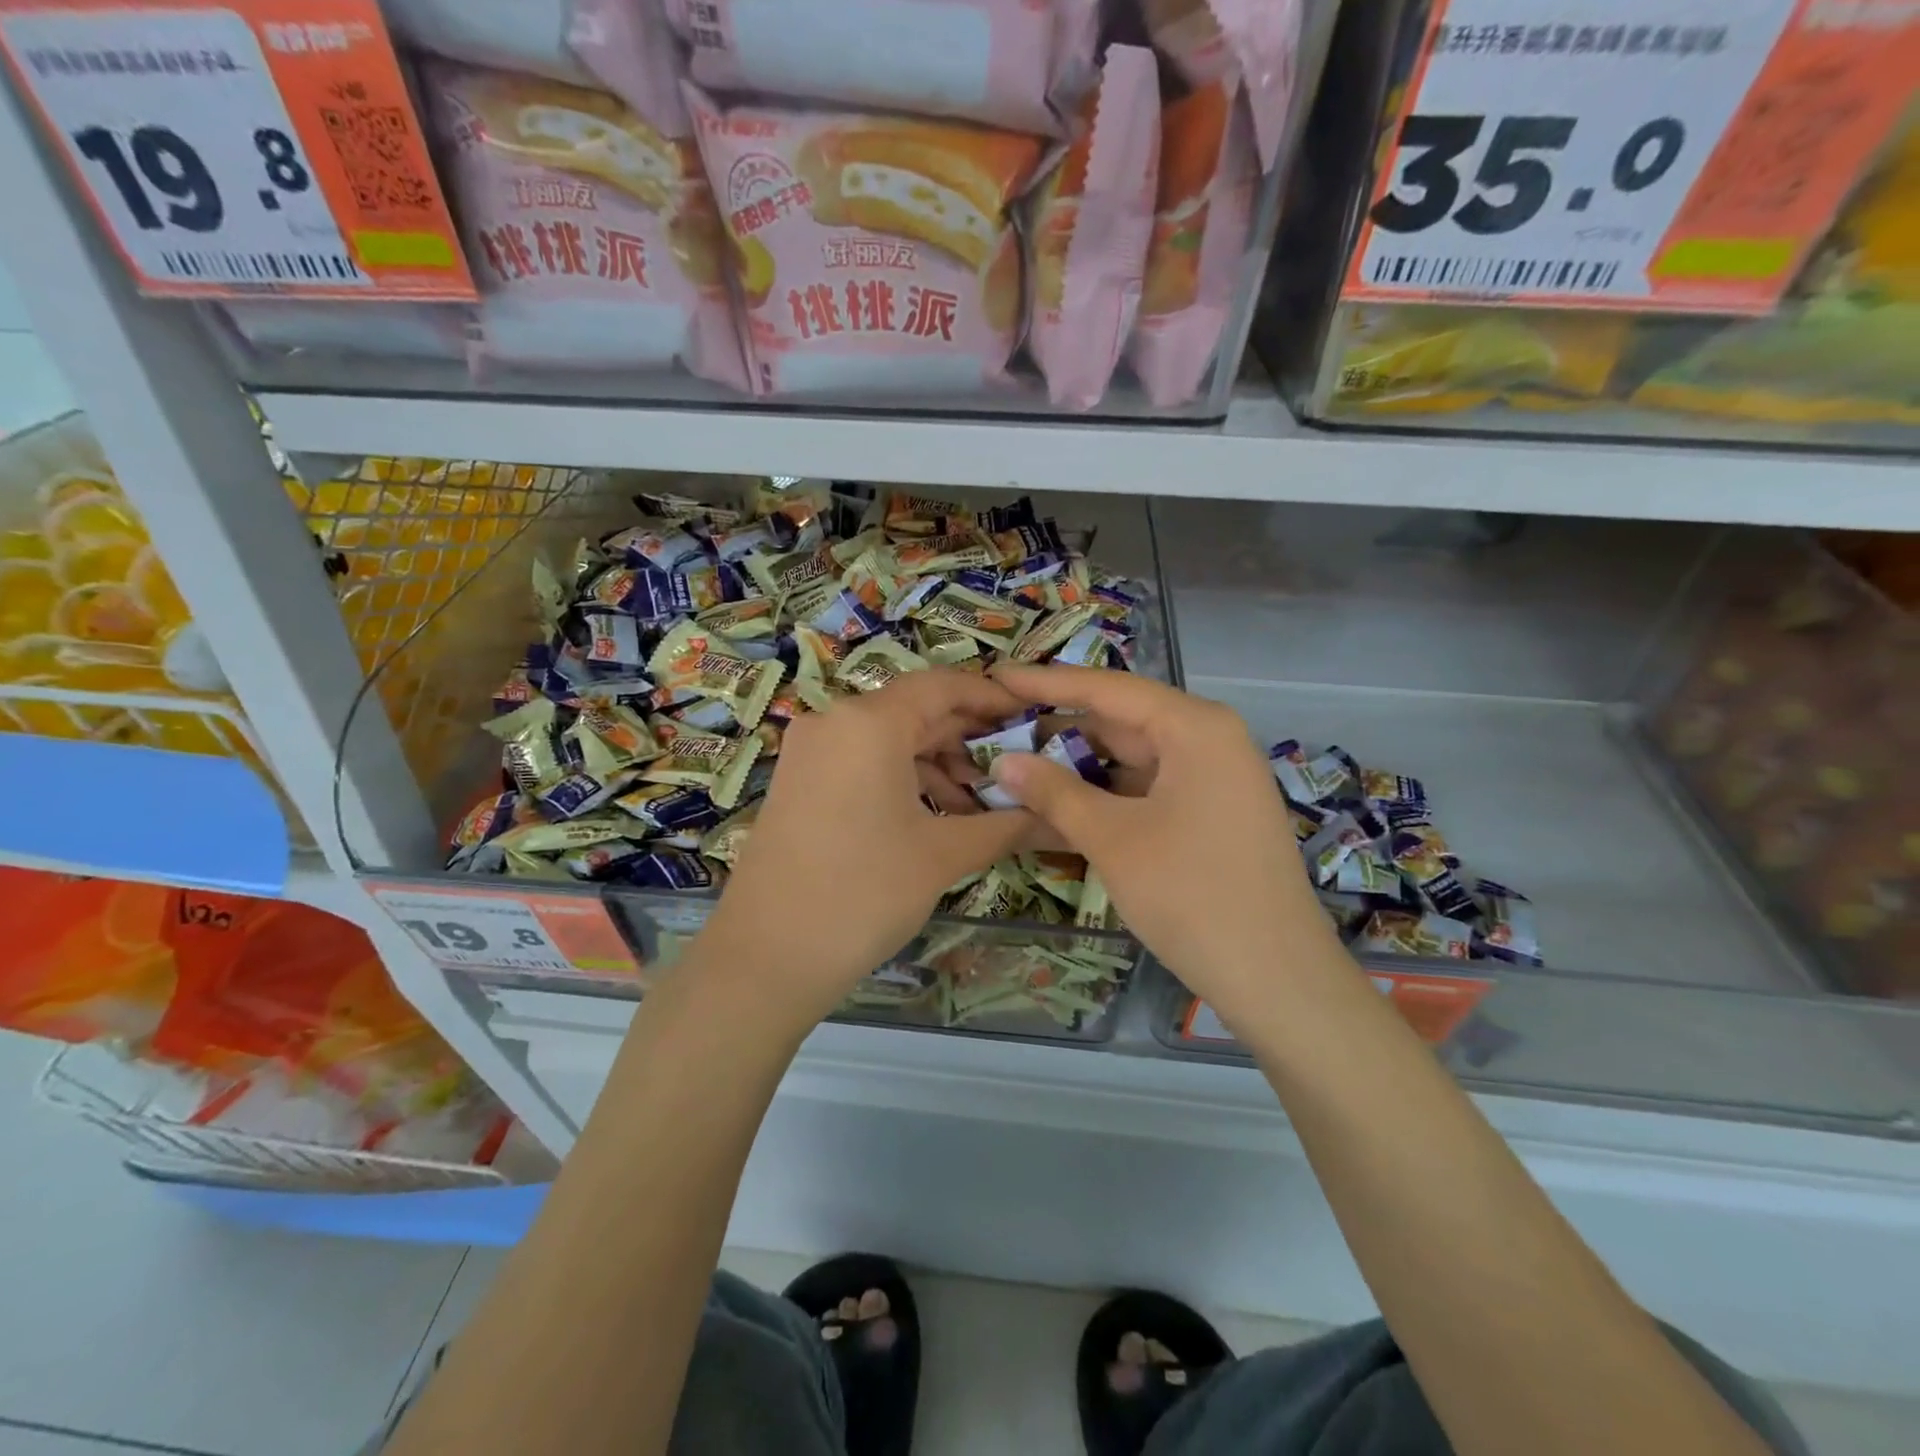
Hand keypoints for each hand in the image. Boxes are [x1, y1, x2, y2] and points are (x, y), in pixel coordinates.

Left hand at [695, 669, 1037, 1027]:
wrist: (766, 958)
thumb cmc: (864, 893)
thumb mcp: (943, 855)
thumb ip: (1007, 825)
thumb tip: (1060, 817)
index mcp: (869, 722)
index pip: (944, 686)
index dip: (992, 698)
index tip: (1032, 716)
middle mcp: (835, 722)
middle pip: (917, 713)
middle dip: (970, 741)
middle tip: (1019, 771)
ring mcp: (811, 752)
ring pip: (890, 742)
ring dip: (939, 767)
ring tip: (983, 807)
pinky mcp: (800, 782)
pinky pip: (863, 764)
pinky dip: (904, 781)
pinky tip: (937, 817)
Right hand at [987, 664, 1342, 1027]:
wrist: (1276, 978)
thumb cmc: (1191, 895)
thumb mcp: (1113, 838)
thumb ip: (1054, 792)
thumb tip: (1003, 760)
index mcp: (1195, 727)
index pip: (1108, 689)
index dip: (1048, 682)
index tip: (997, 676)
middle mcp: (1209, 741)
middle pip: (1121, 722)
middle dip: (1059, 730)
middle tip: (999, 732)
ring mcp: (1213, 779)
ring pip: (1132, 759)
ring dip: (1079, 768)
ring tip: (1019, 770)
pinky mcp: (1211, 814)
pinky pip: (1148, 790)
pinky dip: (1106, 797)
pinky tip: (1061, 808)